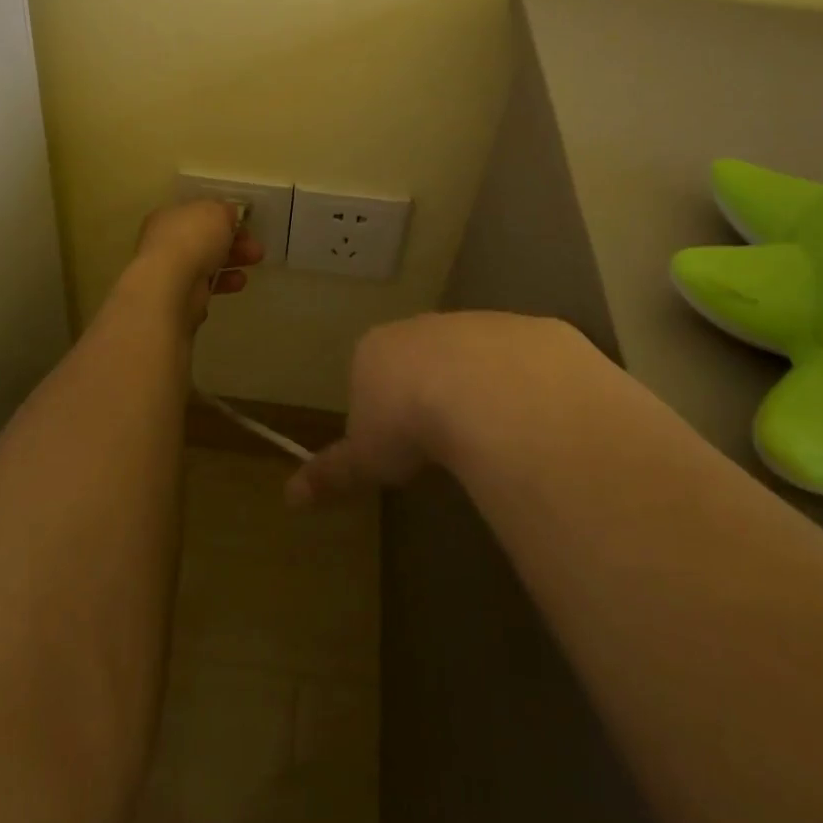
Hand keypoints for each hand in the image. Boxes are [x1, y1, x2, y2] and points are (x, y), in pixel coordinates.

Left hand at [130, 200, 262, 323]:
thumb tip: (228, 215)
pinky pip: (205, 286)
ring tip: (253, 265)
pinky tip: (237, 284)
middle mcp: (167, 241)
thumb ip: (225, 211)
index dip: (224, 219)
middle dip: (234, 243)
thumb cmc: (193, 239)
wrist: (172, 285)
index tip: (246, 226)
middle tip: (256, 249)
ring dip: (232, 263)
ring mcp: (171, 270)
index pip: (199, 214)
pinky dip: (222, 284)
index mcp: (170, 216)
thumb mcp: (217, 212)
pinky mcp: (178, 295)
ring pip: (207, 262)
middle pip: (205, 240)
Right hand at [286, 311, 584, 507]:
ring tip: (491, 437)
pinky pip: (523, 362)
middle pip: (422, 358)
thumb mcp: (366, 458)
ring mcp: (478, 324)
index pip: (371, 372)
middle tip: (443, 441)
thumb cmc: (408, 421)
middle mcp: (425, 327)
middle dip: (431, 391)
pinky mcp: (527, 332)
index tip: (395, 444)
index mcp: (378, 349)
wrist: (486, 389)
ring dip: (480, 388)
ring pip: (474, 356)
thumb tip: (290, 498)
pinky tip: (532, 422)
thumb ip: (333, 472)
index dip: (381, 408)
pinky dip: (525, 387)